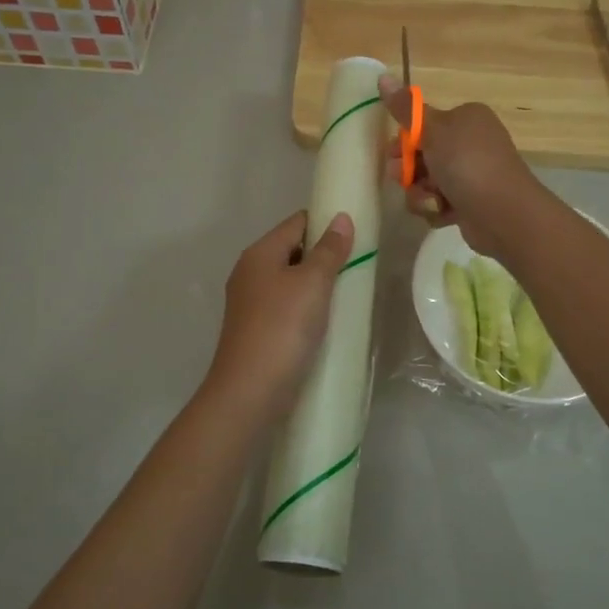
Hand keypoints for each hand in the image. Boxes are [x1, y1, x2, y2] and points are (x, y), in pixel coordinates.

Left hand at [206, 209, 354, 413]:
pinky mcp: (256, 330)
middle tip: (358, 265)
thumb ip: (329, 250)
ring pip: (290, 281)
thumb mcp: (312, 283)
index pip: (296, 222)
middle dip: (324, 255)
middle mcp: (250, 273)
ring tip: (349, 292)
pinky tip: (327, 320)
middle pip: (292, 250)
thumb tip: (341, 218)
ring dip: (317, 284)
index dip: (326, 223)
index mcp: (259, 253)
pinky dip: (307, 307)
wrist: (250, 391)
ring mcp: (250, 303)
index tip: (357, 233)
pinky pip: (287, 307)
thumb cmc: (283, 328)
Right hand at [379, 76, 541, 259]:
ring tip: (431, 200)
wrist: (503, 213)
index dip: (404, 140)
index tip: (393, 153)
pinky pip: (440, 202)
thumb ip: (405, 108)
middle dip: (409, 171)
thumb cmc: (467, 163)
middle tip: (402, 179)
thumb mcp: (432, 130)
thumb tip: (383, 76)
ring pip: (428, 182)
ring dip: (421, 193)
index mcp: (466, 118)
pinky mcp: (470, 202)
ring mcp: (472, 174)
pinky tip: (443, 212)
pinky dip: (437, 208)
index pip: (425, 124)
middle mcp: (471, 142)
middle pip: (423, 154)